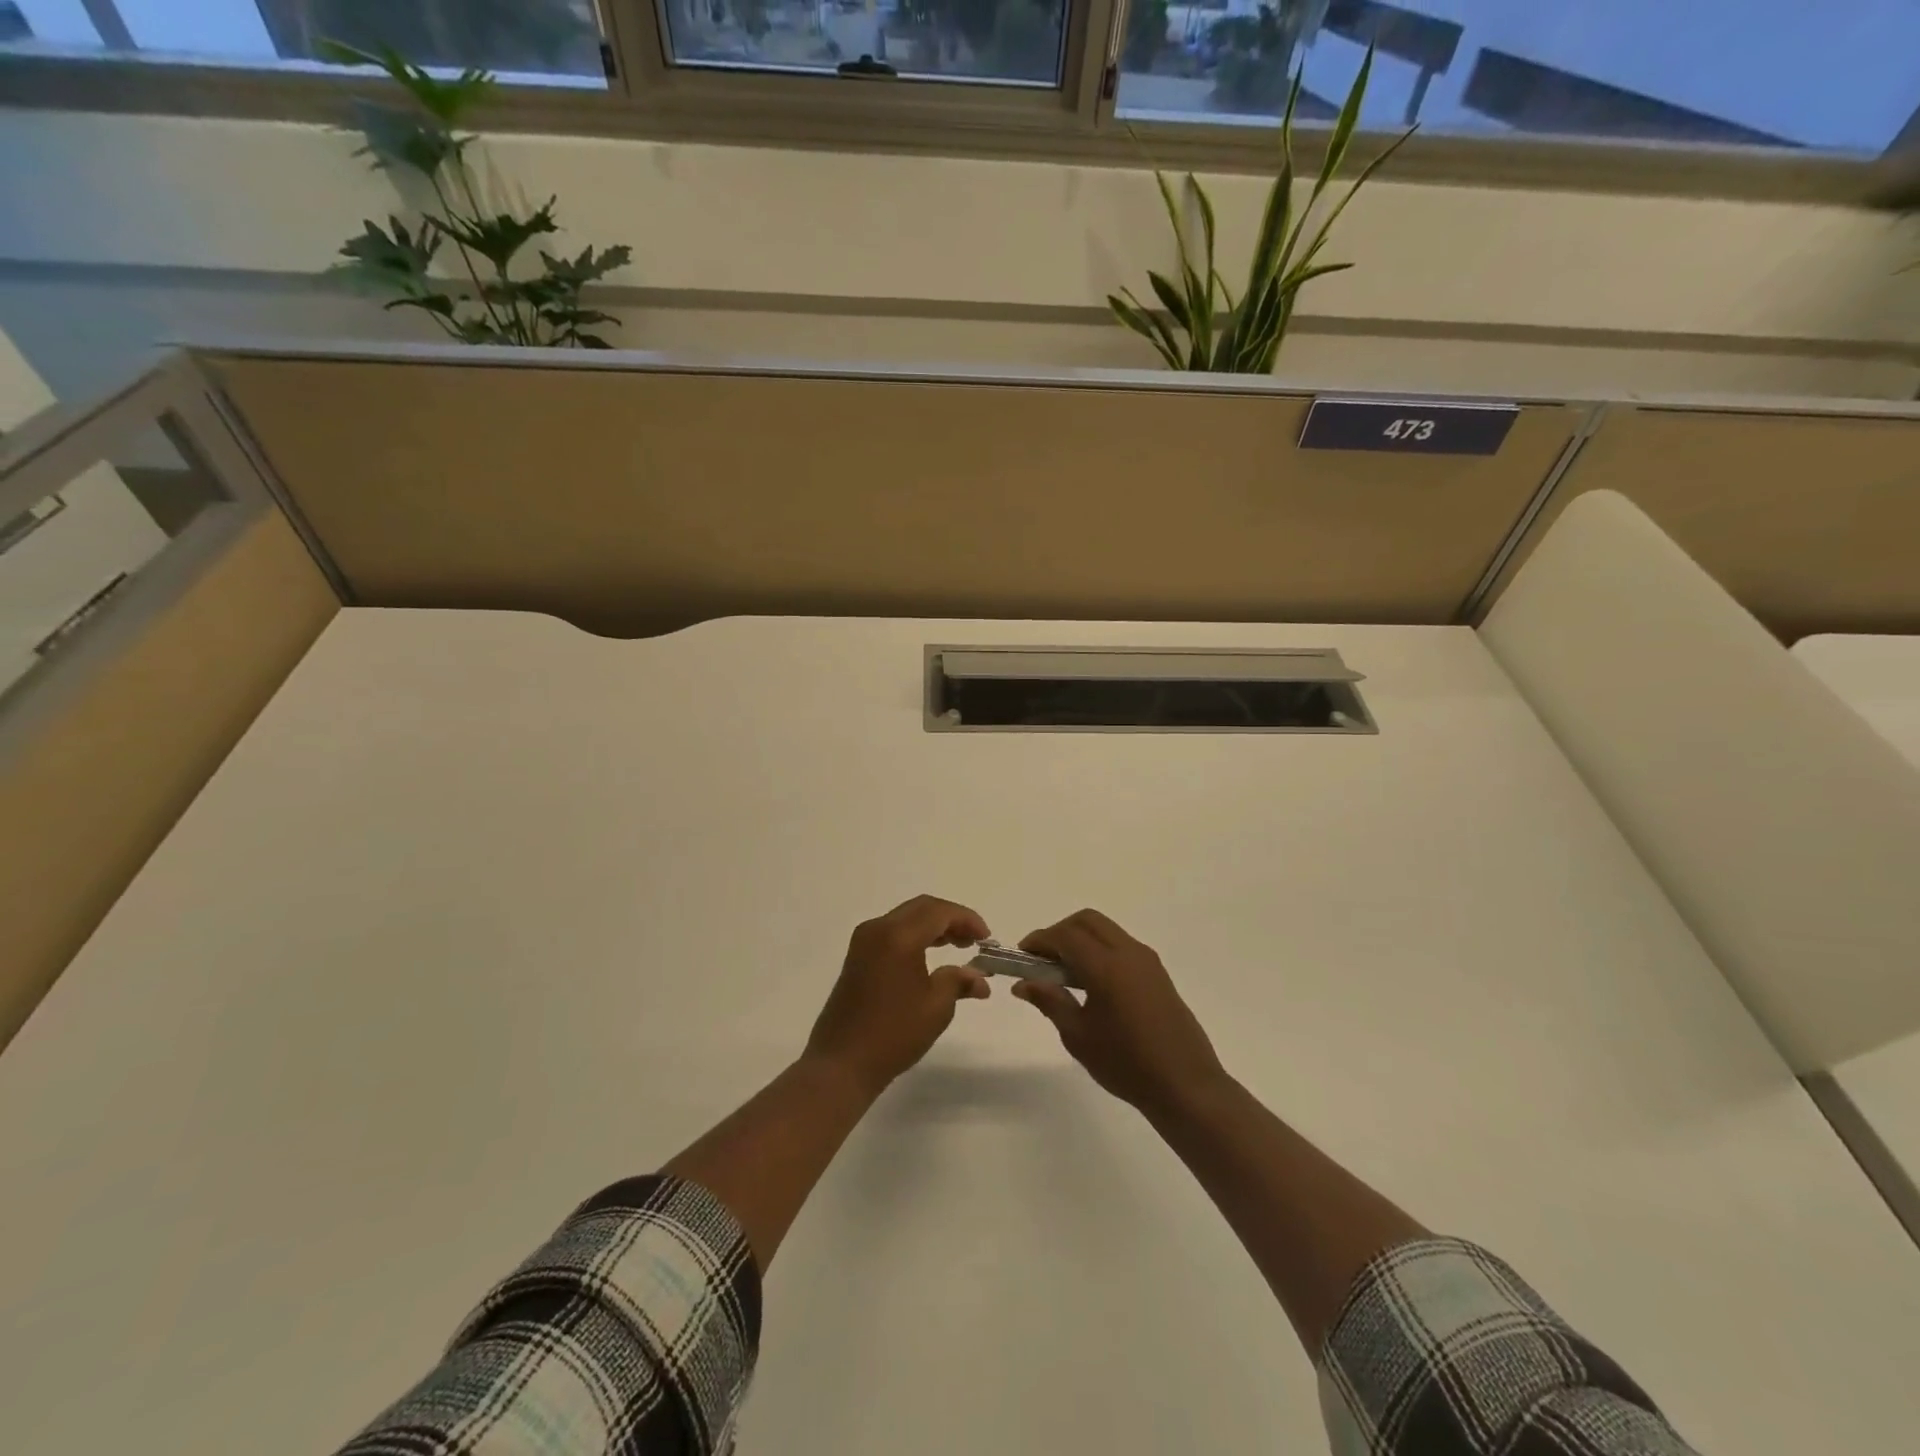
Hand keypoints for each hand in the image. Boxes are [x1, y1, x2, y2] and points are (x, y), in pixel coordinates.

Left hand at [805, 895, 991, 1093]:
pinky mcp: (857, 956)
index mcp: (898, 936)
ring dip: (933, 927)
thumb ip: (959, 981)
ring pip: (906, 918)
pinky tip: (931, 956)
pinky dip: (916, 936)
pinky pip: (892, 932)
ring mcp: (864, 941)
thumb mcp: (936, 1008)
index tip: (987, 939)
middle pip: (922, 908)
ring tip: (959, 947)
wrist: (842, 1063)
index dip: (967, 920)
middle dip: (951, 919)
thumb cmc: (894, 1034)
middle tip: (974, 941)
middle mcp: (878, 929)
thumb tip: (979, 977)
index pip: (939, 911)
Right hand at [1013, 909, 1227, 1116]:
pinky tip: (1091, 982)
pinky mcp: (1158, 973)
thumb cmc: (1126, 1064)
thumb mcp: (1079, 1036)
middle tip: (1042, 960)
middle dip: (1060, 932)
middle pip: (1087, 921)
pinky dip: (1099, 949)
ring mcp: (1147, 960)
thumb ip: (1050, 1001)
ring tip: (1064, 973)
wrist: (1185, 1085)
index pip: (1065, 935)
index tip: (1023, 957)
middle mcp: (1128, 952)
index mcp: (1106, 966)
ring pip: (1106, 930)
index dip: (1040, 940)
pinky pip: (1121, 945)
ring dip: (1081, 939)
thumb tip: (1023, 983)